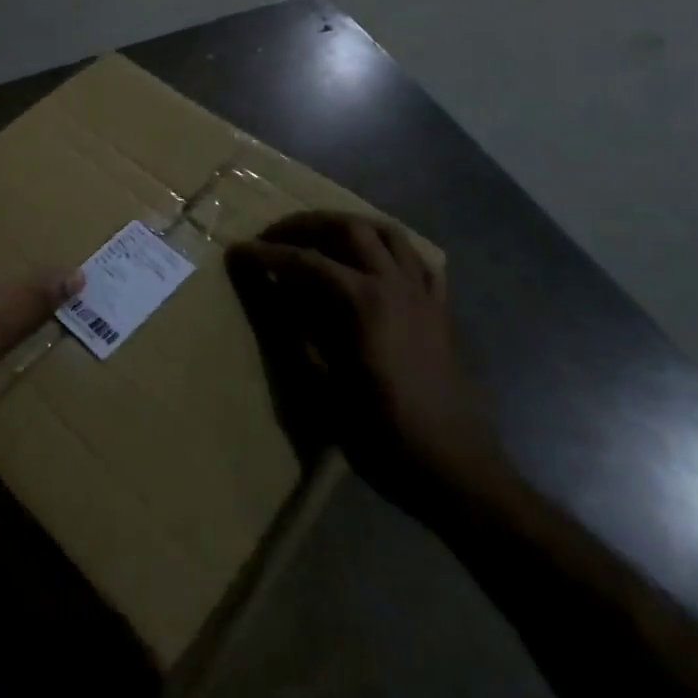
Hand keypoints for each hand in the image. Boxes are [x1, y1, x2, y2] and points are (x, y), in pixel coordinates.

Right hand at [227, 212, 500, 514]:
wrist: (458, 472)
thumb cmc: (385, 436)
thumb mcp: (326, 392)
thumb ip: (296, 335)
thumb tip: (273, 296)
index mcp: (363, 302)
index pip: (305, 262)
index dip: (267, 254)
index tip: (239, 250)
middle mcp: (394, 284)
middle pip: (347, 229)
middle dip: (306, 225)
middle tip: (276, 235)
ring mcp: (423, 294)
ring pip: (387, 233)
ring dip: (350, 226)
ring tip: (324, 237)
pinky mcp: (442, 310)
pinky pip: (419, 261)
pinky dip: (393, 251)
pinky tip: (378, 264)